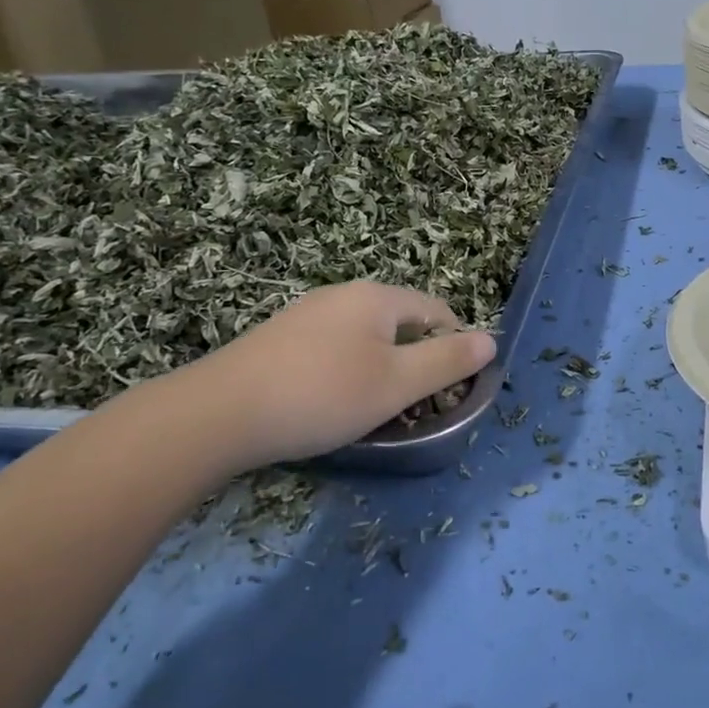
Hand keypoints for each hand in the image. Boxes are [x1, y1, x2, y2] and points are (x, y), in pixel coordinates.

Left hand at [165, 281, 496, 474]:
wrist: (217, 413)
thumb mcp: (396, 384)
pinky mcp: (279, 338)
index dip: (454, 346)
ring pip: (365, 337)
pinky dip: (345, 372)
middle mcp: (344, 294)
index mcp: (378, 297)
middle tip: (410, 406)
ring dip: (380, 368)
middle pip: (401, 322)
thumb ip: (448, 361)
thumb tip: (491, 340)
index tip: (449, 391)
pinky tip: (327, 403)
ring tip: (369, 410)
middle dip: (415, 361)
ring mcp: (307, 313)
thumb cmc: (322, 395)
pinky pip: (333, 348)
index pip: (437, 310)